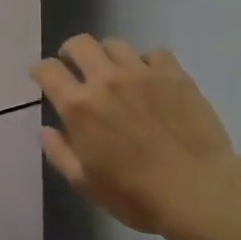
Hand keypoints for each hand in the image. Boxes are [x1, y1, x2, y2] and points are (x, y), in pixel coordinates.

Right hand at [31, 35, 240, 239]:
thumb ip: (60, 153)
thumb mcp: (86, 183)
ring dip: (108, 56)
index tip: (43, 77)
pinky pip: (154, 53)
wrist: (200, 192)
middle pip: (79, 44)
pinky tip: (151, 80)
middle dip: (71, 52)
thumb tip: (46, 130)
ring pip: (115, 44)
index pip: (48, 70)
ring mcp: (142, 73)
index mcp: (79, 106)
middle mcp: (106, 80)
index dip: (40, 70)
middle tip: (75, 66)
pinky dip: (147, 63)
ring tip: (115, 72)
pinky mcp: (174, 74)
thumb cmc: (136, 195)